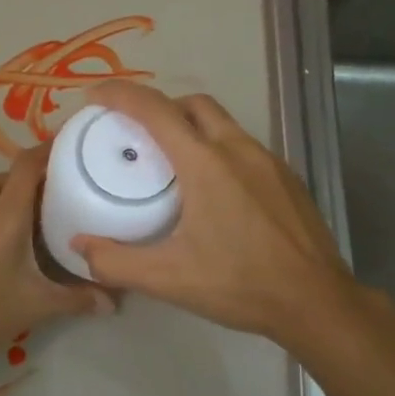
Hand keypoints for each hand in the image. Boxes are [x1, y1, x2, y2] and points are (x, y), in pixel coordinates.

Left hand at [0, 145, 113, 365]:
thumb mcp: (38, 305)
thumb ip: (78, 298)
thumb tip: (113, 301)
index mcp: (4, 214)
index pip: (27, 165)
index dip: (48, 148)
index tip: (72, 144)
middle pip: (8, 175)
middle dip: (34, 174)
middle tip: (62, 187)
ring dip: (12, 192)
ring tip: (37, 211)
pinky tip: (7, 236)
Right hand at [70, 82, 358, 342]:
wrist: (315, 301)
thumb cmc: (239, 283)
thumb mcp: (168, 278)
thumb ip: (116, 262)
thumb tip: (79, 246)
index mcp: (205, 163)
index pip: (155, 110)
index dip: (120, 94)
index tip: (95, 96)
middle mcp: (238, 149)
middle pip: (193, 104)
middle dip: (160, 106)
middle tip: (137, 133)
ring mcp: (269, 161)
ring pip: (223, 124)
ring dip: (192, 128)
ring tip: (173, 163)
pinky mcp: (287, 178)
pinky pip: (244, 147)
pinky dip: (218, 149)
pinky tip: (215, 191)